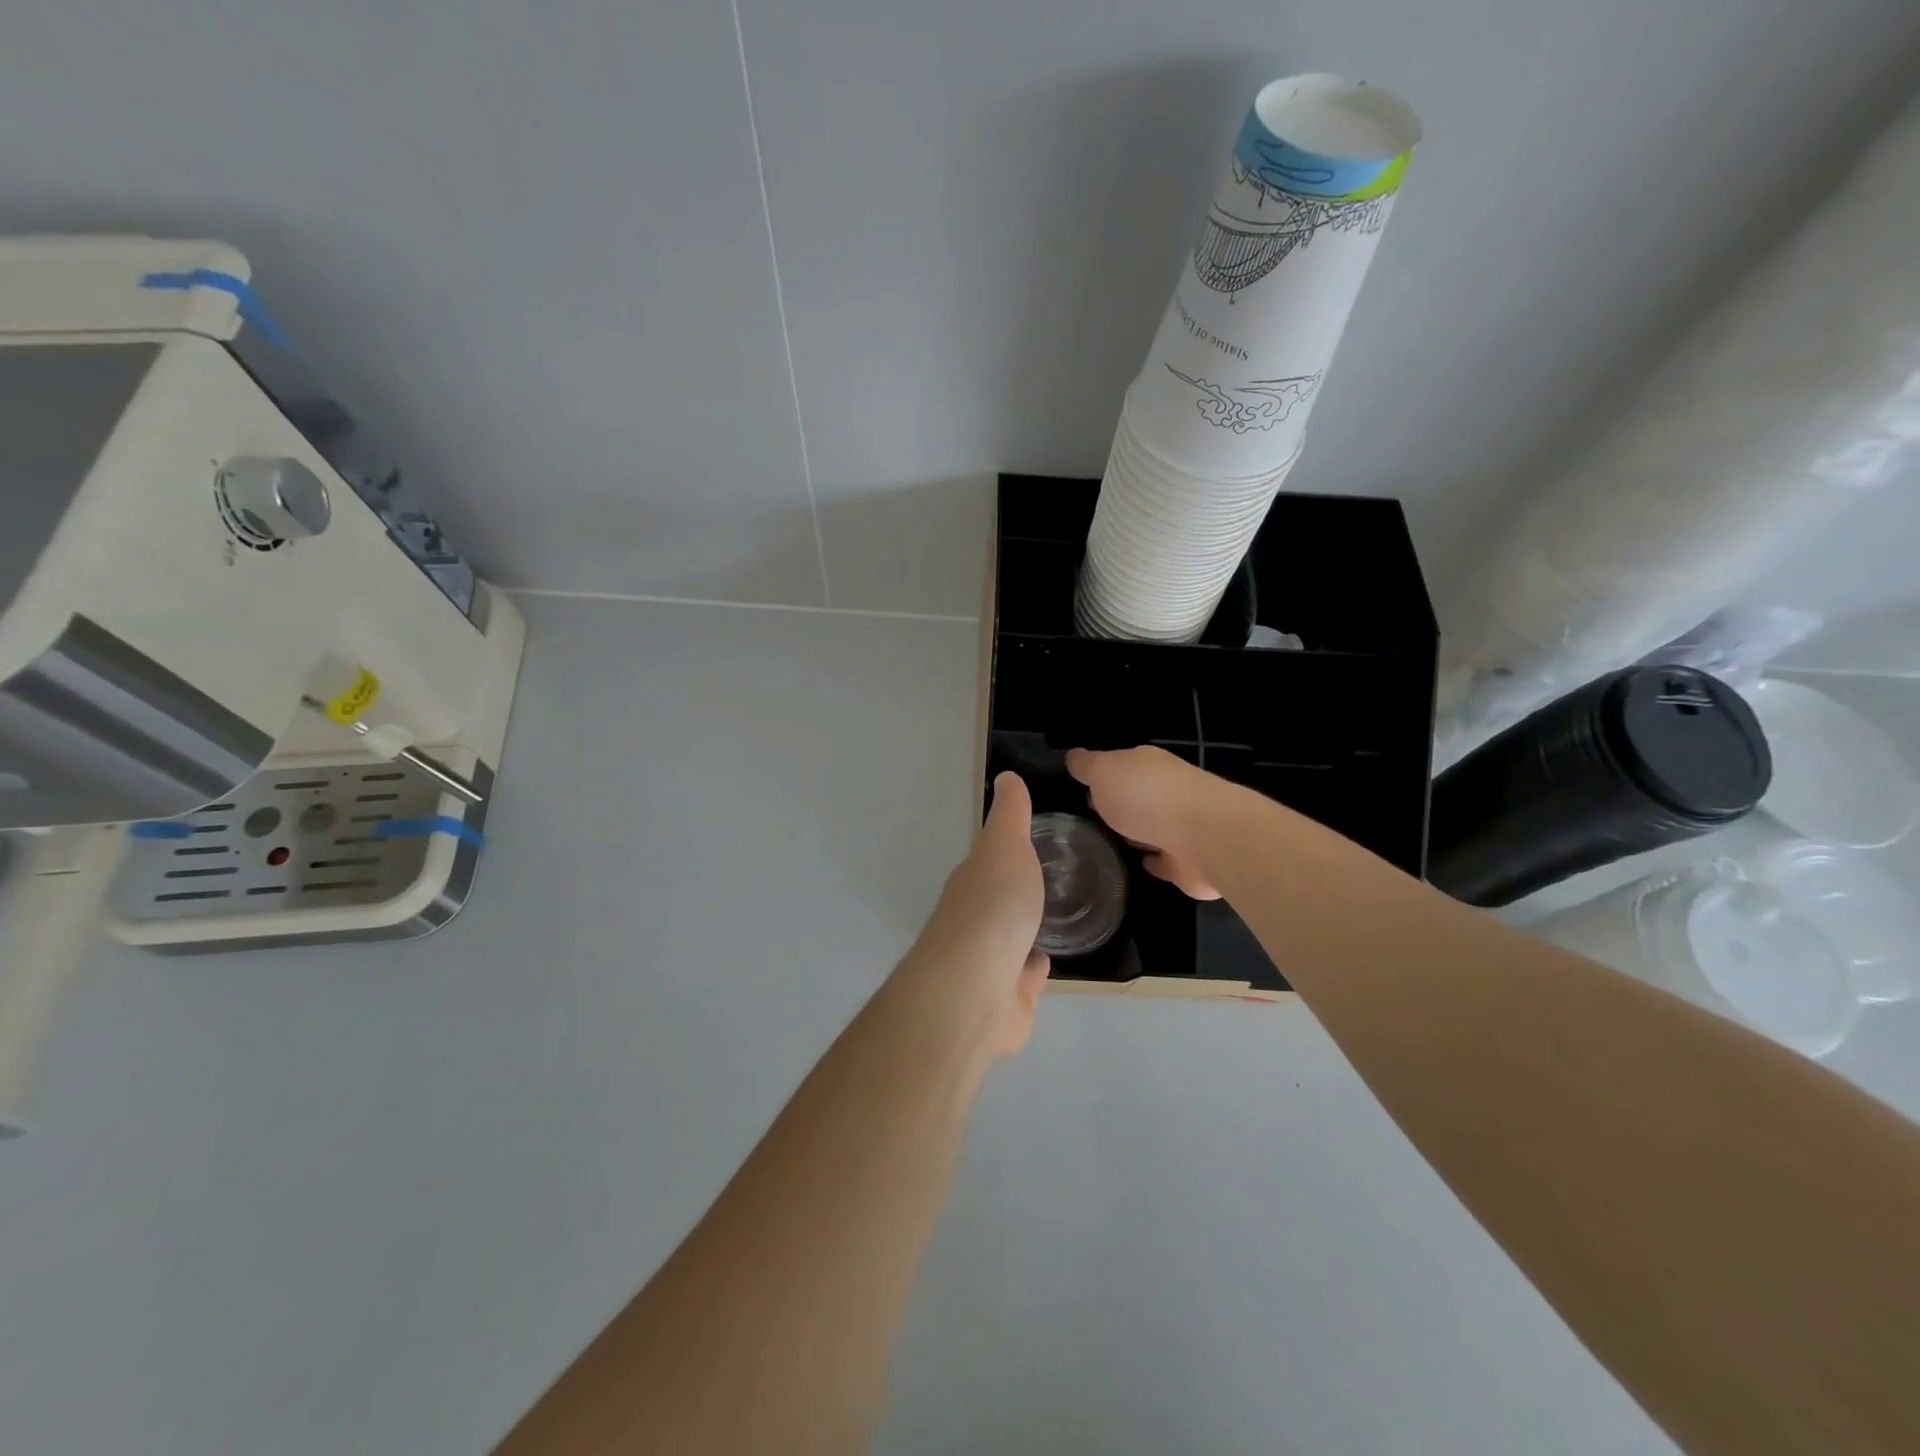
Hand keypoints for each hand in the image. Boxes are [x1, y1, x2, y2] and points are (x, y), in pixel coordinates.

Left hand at [898, 772, 1048, 1057]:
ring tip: (1057, 916)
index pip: (989, 861)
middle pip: (998, 901)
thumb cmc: (993, 909)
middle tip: (1054, 879)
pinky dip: (1033, 969)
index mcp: (972, 883)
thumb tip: (1006, 776)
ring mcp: (988, 962)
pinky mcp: (1006, 998)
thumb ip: (1010, 816)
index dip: (1008, 850)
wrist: (975, 990)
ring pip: (1011, 939)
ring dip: (1026, 930)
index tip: (1034, 840)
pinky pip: (1023, 977)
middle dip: (1017, 891)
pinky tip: (1049, 960)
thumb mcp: (1004, 847)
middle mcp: (974, 921)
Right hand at [1066, 746, 1234, 900]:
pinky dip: (1155, 860)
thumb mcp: (1104, 771)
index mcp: (1147, 764)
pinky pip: (1165, 859)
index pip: (1120, 765)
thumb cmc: (1147, 797)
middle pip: (1138, 794)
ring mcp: (1181, 825)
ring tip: (1110, 841)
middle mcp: (1167, 790)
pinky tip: (1140, 863)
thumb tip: (1073, 756)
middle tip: (1092, 816)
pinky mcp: (1189, 860)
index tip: (1081, 790)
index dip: (1101, 775)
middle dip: (1118, 802)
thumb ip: (1087, 765)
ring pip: (1152, 825)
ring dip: (1136, 831)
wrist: (1205, 837)